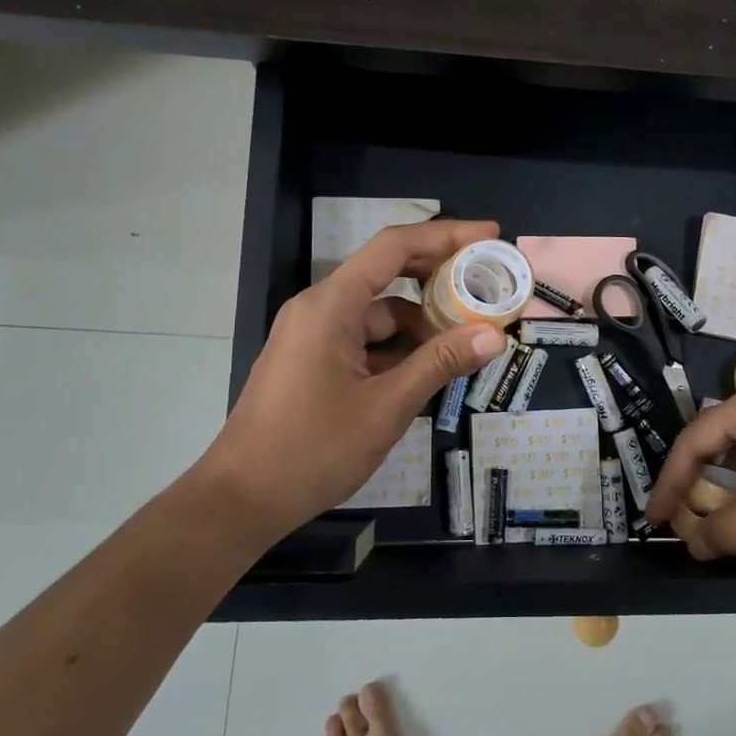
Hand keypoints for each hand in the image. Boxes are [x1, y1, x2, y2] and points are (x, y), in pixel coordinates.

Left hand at [205, 219, 510, 536]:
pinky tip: (429, 370)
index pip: (394, 247)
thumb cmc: (313, 449)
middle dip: (440, 278)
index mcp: (331, 305)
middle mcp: (320, 308)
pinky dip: (398, 348)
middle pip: (388, 274)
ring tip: (467, 340)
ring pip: (379, 313)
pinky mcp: (313, 360)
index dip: (446, 235)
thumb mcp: (387, 407)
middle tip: (488, 286)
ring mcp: (314, 335)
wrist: (241, 500)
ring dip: (421, 323)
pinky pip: (365, 340)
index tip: (490, 235)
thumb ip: (440, 364)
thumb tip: (494, 336)